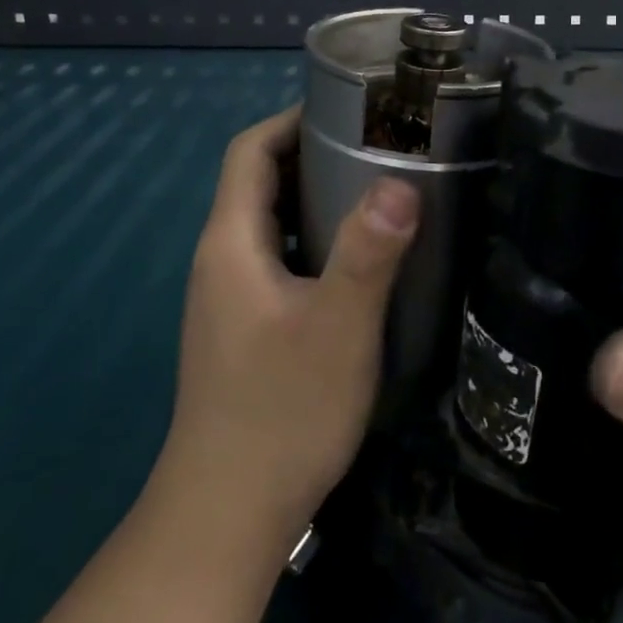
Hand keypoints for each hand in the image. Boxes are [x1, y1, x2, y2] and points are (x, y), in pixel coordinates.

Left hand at [160, 107, 418, 544]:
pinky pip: (278, 260)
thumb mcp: (338, 326)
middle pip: (259, 183)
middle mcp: (221, 261)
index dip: (292, 119)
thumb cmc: (282, 412)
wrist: (226, 515)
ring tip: (378, 191)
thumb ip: (369, 251)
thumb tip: (401, 182)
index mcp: (231, 243)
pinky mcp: (243, 329)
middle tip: (380, 145)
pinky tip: (358, 260)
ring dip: (315, 199)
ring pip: (271, 224)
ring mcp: (228, 298)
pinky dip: (313, 240)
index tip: (350, 107)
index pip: (249, 152)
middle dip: (312, 154)